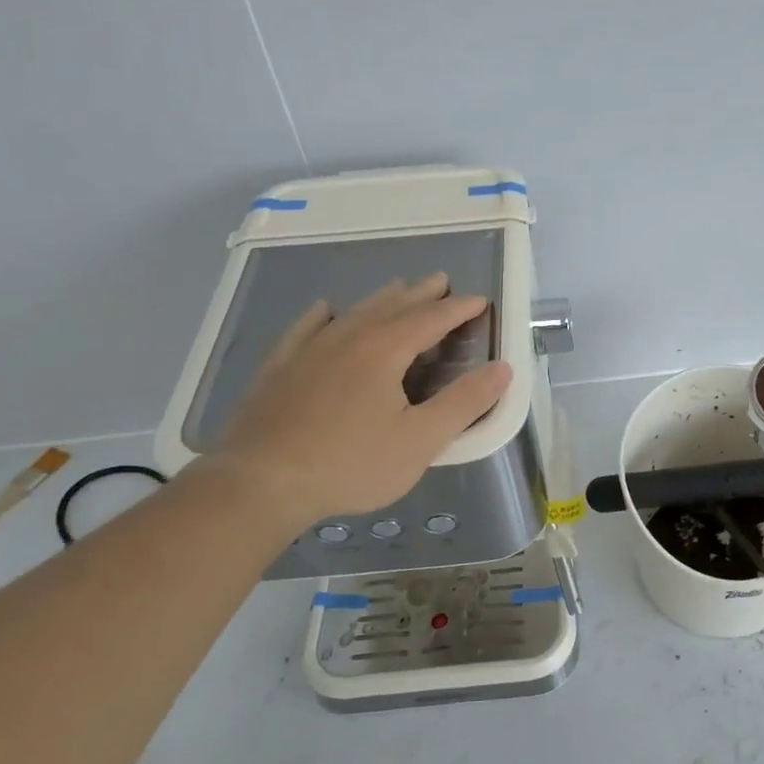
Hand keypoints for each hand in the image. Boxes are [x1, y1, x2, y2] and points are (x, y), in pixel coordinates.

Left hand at [212, 274, 511, 527]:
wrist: (261, 482)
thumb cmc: (350, 464)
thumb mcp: (420, 440)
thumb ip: (464, 403)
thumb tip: (502, 369)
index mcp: (385, 351)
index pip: (431, 319)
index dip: (458, 309)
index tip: (480, 300)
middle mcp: (348, 339)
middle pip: (392, 307)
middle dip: (421, 294)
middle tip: (441, 280)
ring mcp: (309, 351)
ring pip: (353, 313)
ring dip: (382, 299)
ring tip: (398, 288)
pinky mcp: (280, 369)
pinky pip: (305, 329)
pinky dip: (323, 316)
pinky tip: (325, 310)